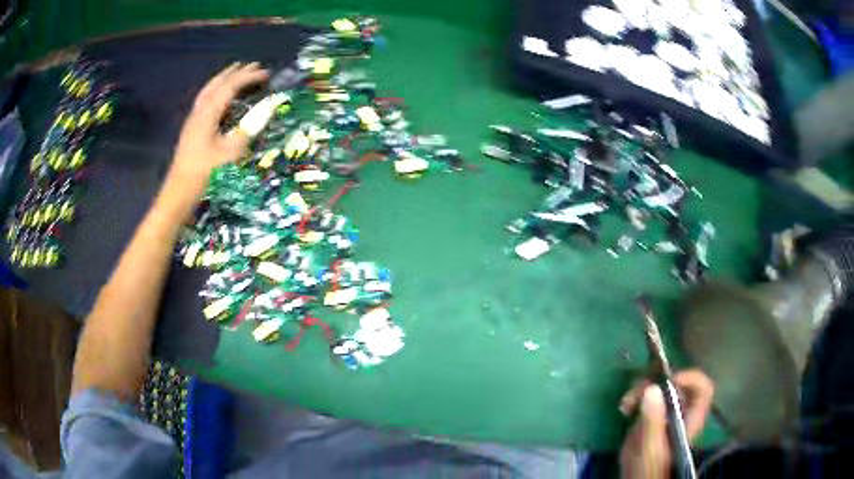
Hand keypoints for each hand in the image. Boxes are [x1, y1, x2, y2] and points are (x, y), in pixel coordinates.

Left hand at [166, 62, 269, 198]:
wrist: (178, 193)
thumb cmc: (204, 173)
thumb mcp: (229, 153)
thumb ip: (248, 129)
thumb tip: (268, 109)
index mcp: (208, 113)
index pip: (230, 87)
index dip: (248, 77)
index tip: (266, 73)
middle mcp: (199, 111)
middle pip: (217, 84)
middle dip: (235, 73)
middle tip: (253, 66)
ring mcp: (193, 120)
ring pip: (208, 91)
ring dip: (223, 79)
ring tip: (236, 73)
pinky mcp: (191, 129)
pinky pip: (205, 101)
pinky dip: (216, 92)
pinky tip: (220, 98)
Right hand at [619, 370, 713, 478]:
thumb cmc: (649, 468)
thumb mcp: (651, 447)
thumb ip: (652, 422)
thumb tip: (651, 389)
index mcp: (691, 418)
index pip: (702, 389)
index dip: (690, 379)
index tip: (669, 382)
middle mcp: (681, 411)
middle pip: (677, 384)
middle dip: (656, 383)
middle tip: (638, 391)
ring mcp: (666, 413)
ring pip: (660, 388)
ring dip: (641, 389)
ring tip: (626, 403)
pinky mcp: (651, 416)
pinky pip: (646, 397)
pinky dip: (635, 398)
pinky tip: (624, 408)